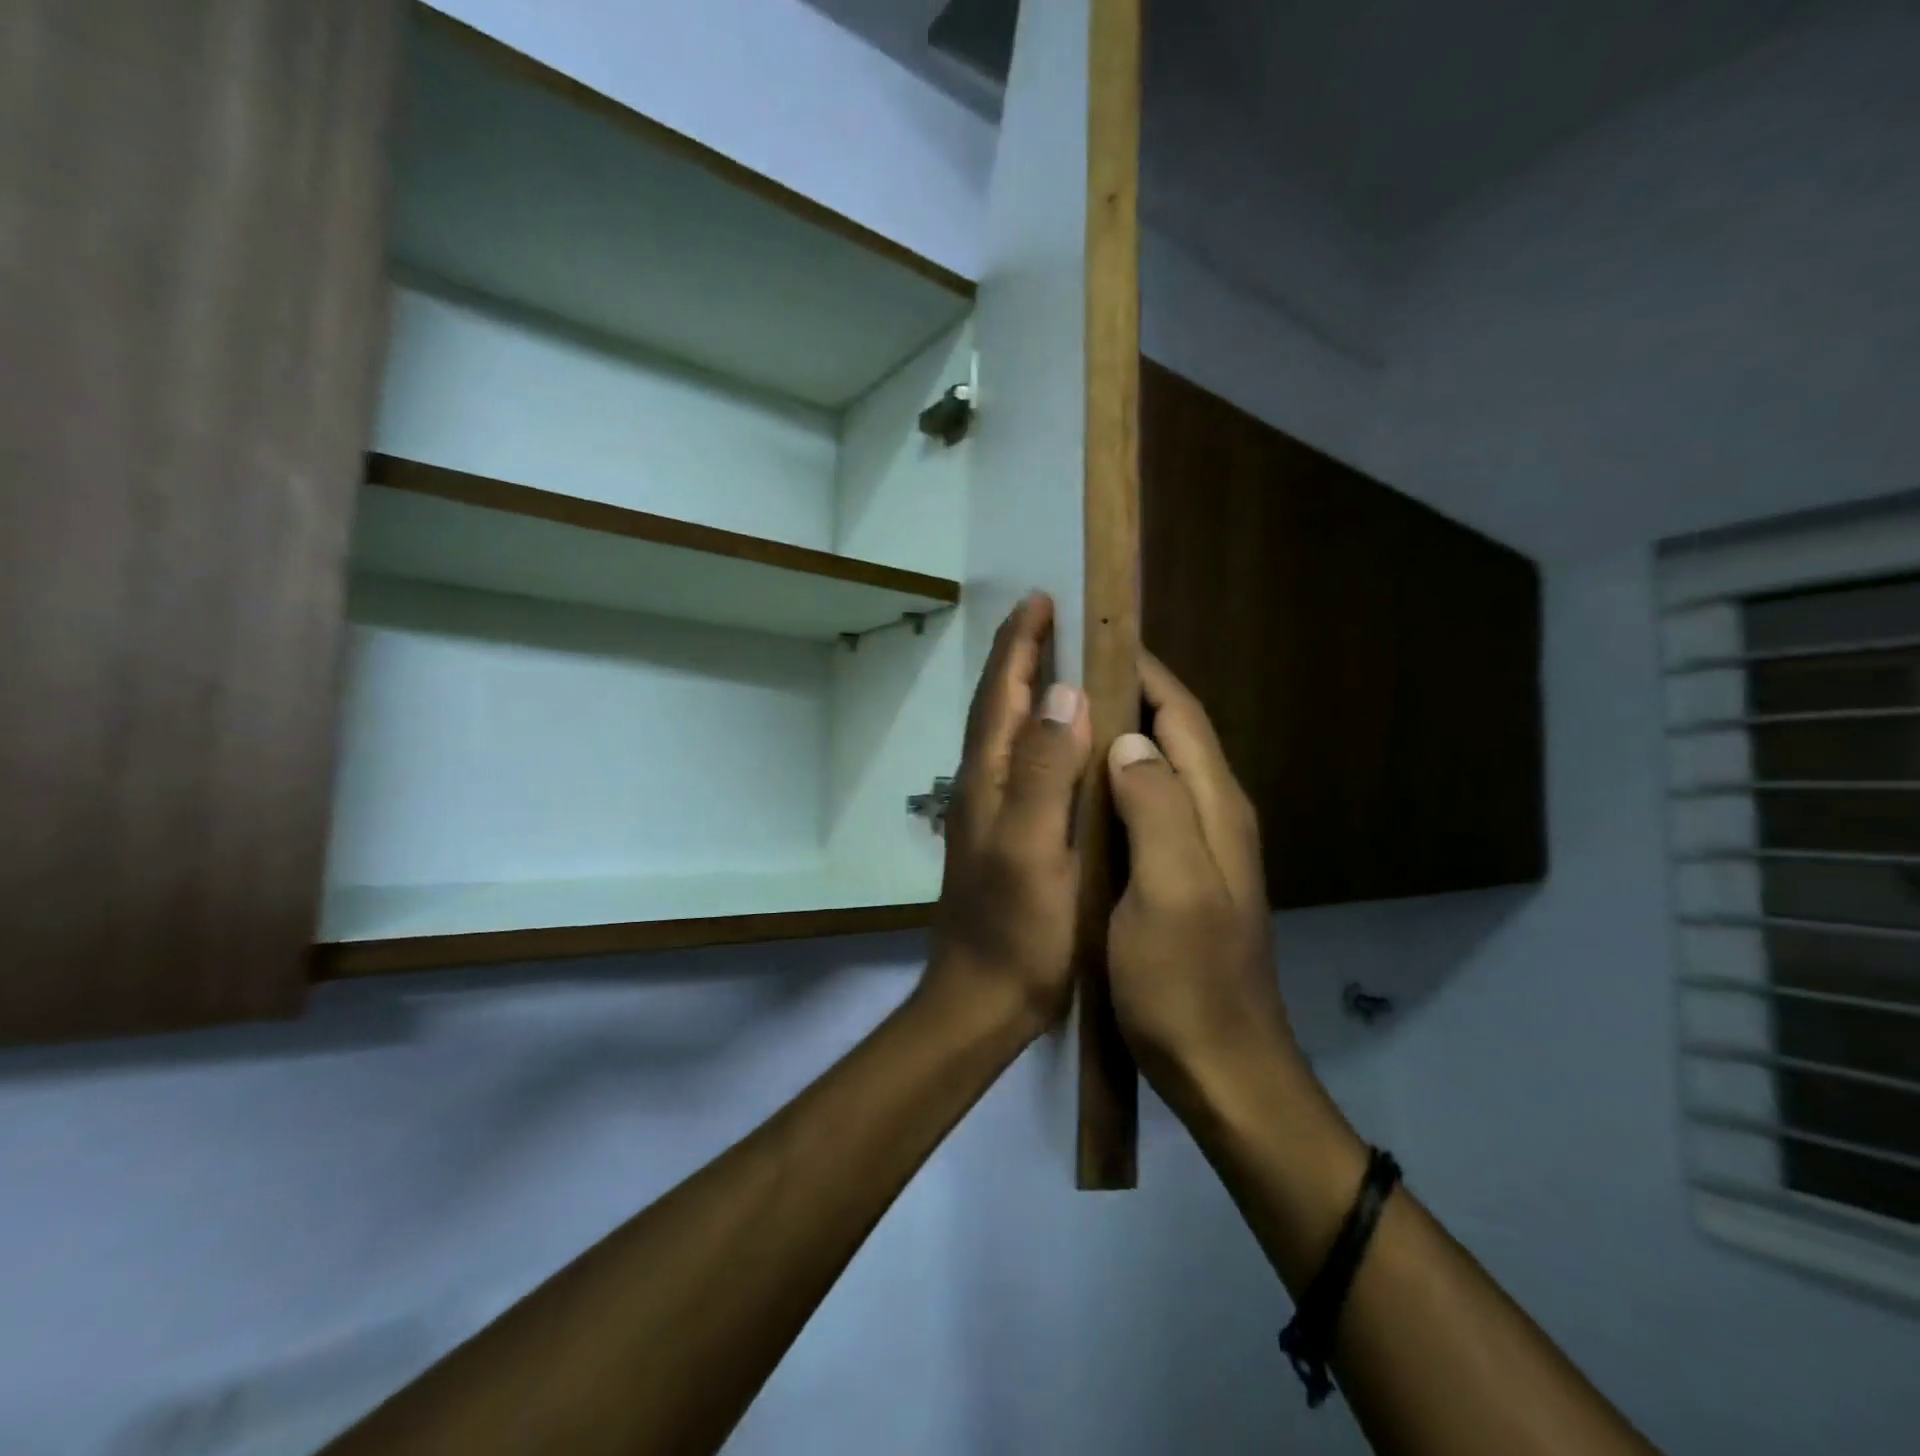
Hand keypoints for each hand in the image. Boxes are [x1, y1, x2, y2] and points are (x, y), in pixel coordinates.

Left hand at [925, 593, 1091, 1038]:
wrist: (982, 1000)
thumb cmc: (1015, 930)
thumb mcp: (1032, 848)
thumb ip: (1042, 771)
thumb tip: (1062, 693)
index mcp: (988, 780)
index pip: (1001, 694)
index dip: (1020, 645)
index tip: (1040, 599)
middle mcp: (982, 786)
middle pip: (996, 706)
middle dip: (1019, 657)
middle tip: (1047, 618)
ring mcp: (990, 813)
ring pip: (1005, 734)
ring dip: (1024, 691)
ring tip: (1055, 662)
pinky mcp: (1005, 837)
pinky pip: (1020, 765)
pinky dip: (1036, 734)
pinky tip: (1058, 742)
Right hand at [1106, 653, 1300, 1104]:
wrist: (1221, 1069)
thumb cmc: (1186, 982)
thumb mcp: (1169, 889)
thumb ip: (1156, 806)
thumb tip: (1129, 739)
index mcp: (1214, 808)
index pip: (1181, 716)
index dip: (1144, 673)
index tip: (1097, 639)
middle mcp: (1215, 816)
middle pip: (1174, 735)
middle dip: (1129, 696)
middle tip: (1068, 673)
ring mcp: (1200, 848)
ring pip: (1159, 770)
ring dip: (1122, 736)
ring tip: (1066, 718)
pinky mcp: (1181, 876)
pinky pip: (1148, 807)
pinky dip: (1117, 782)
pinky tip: (1080, 790)